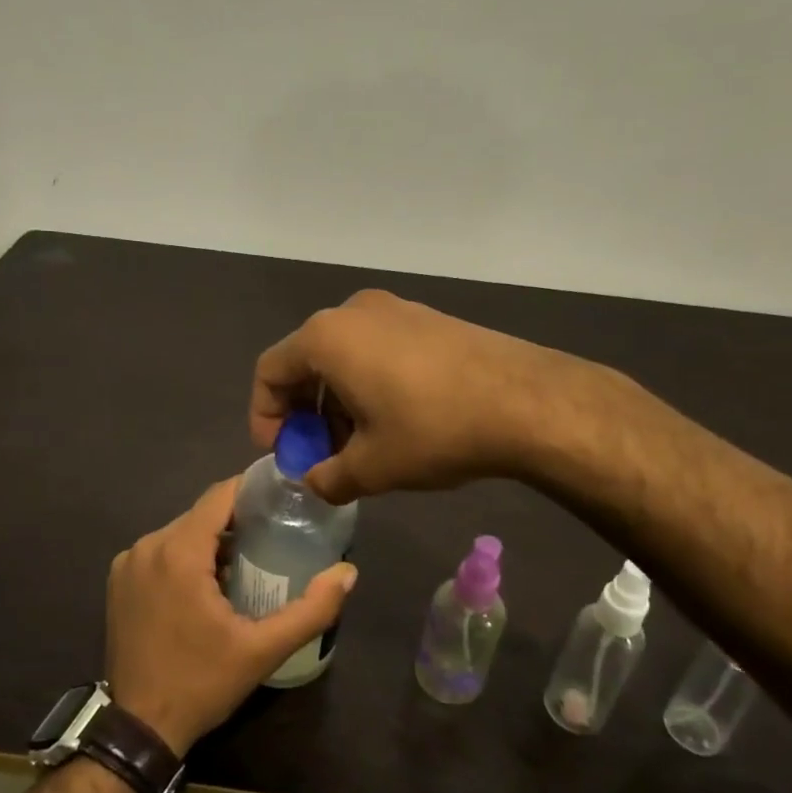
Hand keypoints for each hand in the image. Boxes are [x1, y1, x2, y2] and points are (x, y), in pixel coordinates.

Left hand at [106, 479, 355, 756]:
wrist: (138, 727)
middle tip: (273, 538)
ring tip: (246, 563)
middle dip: (236, 521)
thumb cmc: (202, 683)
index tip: (283, 498)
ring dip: (210, 541)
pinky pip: (160, 552)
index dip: (252, 491)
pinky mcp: (118, 581)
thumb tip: (348, 573)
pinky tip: (207, 585)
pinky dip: (185, 557)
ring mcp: (127, 563)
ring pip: (180, 532)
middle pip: (201, 515)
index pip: (219, 496)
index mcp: (178, 552)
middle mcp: (147, 546)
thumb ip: (311, 610)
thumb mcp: (263, 650)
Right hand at [250, 290, 575, 504]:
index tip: (284, 454)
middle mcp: (353, 311)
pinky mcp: (426, 317)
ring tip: (359, 444)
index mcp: (326, 338)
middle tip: (321, 454)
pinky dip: (368, 383)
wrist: (526, 401)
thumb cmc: (433, 429)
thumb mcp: (372, 467)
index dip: (265, 417)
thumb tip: (315, 483)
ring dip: (337, 400)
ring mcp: (394, 309)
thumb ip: (328, 478)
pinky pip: (376, 348)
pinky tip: (393, 420)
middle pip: (305, 361)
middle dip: (305, 412)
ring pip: (343, 356)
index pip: (269, 372)